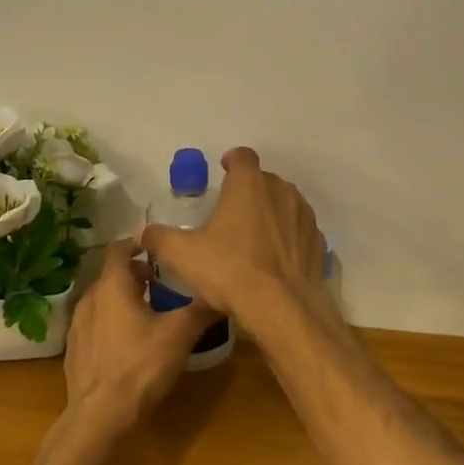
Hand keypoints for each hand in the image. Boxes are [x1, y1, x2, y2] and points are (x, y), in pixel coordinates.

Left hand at [62, 239, 216, 438]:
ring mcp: (78, 325)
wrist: (98, 417)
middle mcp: (90, 298)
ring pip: (103, 300)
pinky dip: (112, 321)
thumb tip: (223, 290)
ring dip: (123, 298)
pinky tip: (129, 341)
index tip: (159, 248)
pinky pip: (95, 323)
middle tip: (162, 282)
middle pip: (112, 274)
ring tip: (148, 311)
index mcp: (112, 286)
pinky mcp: (74, 350)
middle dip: (136, 274)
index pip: (120, 249)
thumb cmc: (140, 366)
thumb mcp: (180, 334)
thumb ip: (201, 308)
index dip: (138, 244)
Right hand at [139, 148, 324, 329]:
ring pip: (285, 204)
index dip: (232, 161)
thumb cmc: (230, 270)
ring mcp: (304, 215)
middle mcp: (281, 190)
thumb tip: (144, 232)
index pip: (242, 157)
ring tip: (254, 236)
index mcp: (249, 184)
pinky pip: (300, 230)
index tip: (223, 171)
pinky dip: (289, 237)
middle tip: (232, 212)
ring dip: (271, 212)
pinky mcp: (318, 241)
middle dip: (250, 190)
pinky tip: (276, 258)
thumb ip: (161, 238)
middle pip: (264, 180)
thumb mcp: (183, 255)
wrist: (283, 307)